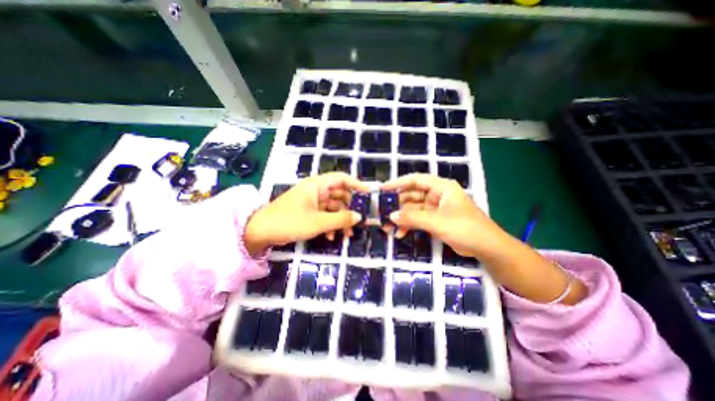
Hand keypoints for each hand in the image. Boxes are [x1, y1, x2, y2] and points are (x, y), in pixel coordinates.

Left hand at [245, 170, 367, 252]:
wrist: (260, 232)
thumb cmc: (290, 221)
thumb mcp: (319, 222)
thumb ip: (341, 219)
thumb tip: (359, 217)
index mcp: (318, 185)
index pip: (342, 178)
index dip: (356, 184)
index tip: (369, 194)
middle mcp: (316, 190)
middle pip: (340, 195)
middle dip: (349, 209)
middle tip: (358, 221)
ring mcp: (312, 201)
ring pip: (333, 207)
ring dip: (340, 220)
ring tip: (346, 235)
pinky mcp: (308, 211)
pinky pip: (324, 214)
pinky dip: (330, 224)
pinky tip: (332, 236)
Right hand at [382, 174, 582, 304]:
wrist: (487, 248)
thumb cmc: (465, 228)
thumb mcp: (437, 221)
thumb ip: (413, 217)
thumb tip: (391, 216)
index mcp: (441, 188)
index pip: (415, 180)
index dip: (398, 183)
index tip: (383, 189)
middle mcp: (437, 195)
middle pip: (412, 195)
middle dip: (398, 205)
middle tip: (382, 212)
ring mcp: (436, 208)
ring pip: (413, 209)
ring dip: (402, 218)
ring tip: (388, 227)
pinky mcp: (435, 220)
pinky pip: (418, 220)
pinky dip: (409, 226)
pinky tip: (400, 234)